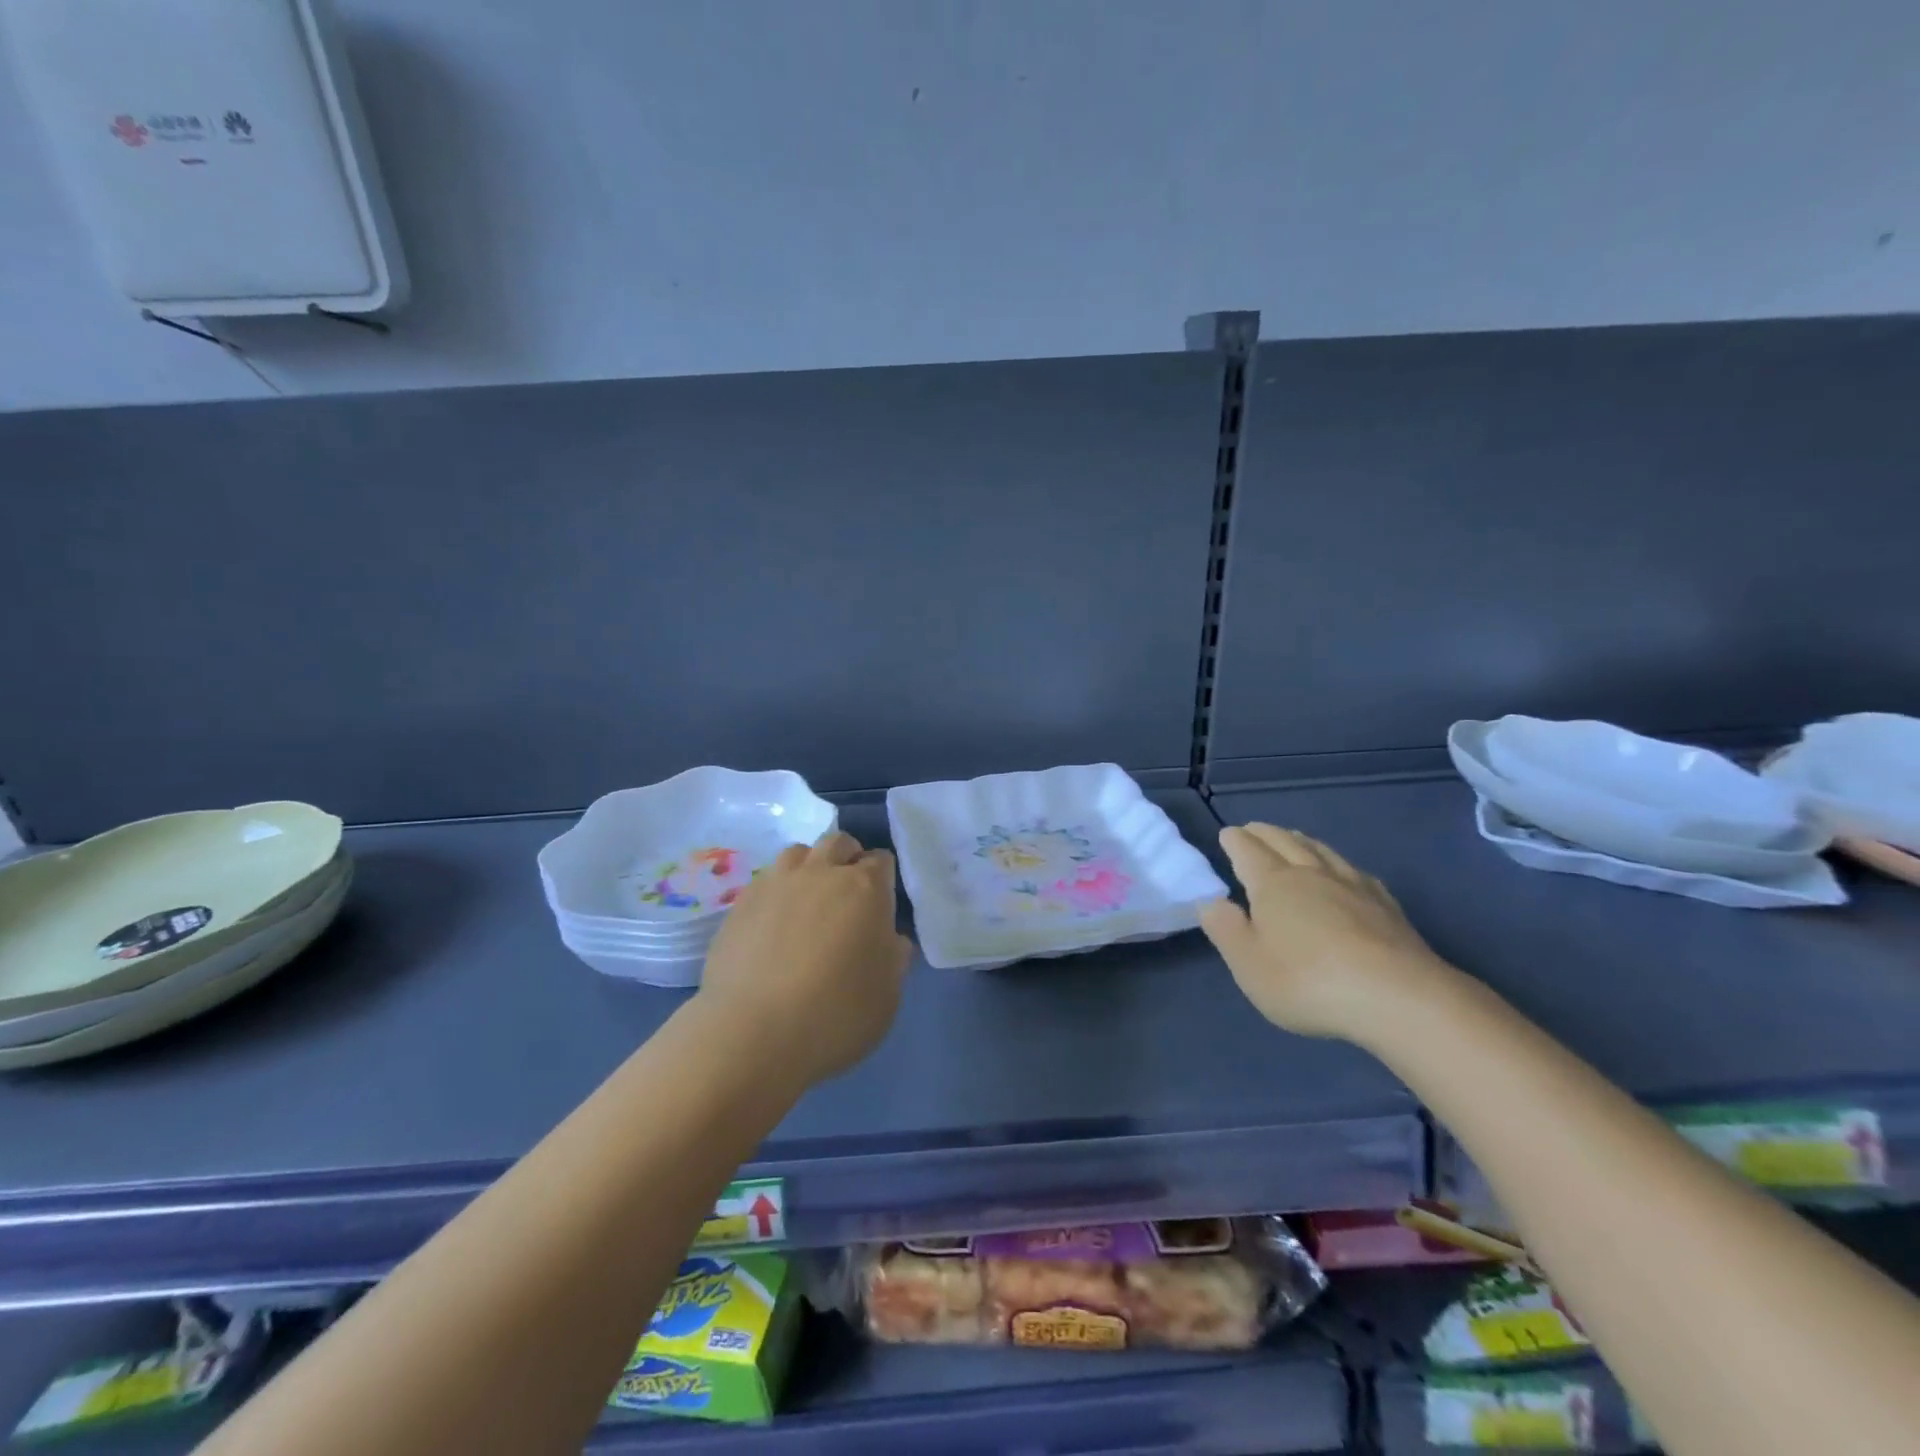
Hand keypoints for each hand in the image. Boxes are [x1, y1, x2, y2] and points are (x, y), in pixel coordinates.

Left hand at [697, 831, 912, 1086]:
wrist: (753, 1033)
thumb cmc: (836, 1015)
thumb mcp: (888, 995)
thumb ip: (893, 957)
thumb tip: (888, 938)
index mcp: (865, 888)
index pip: (882, 860)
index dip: (884, 879)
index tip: (881, 904)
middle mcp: (821, 872)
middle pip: (838, 843)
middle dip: (848, 859)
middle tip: (848, 894)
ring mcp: (777, 883)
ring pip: (798, 853)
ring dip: (810, 867)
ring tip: (808, 900)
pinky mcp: (741, 902)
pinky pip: (766, 880)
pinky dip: (777, 891)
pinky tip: (774, 922)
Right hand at [1200, 822, 1451, 1041]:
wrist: (1398, 998)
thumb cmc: (1308, 982)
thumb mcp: (1249, 964)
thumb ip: (1225, 929)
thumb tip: (1211, 901)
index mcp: (1273, 884)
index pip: (1247, 851)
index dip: (1235, 841)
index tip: (1227, 834)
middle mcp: (1311, 874)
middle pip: (1284, 842)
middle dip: (1264, 833)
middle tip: (1252, 829)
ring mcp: (1353, 886)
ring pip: (1321, 851)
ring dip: (1301, 840)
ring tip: (1293, 837)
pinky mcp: (1386, 906)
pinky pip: (1354, 871)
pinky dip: (1338, 863)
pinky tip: (1345, 872)